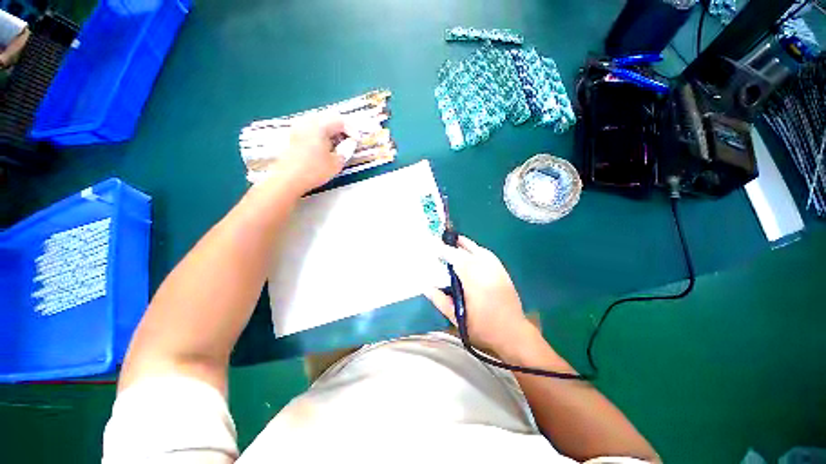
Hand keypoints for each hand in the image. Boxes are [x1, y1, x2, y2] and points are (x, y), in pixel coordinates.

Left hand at [271, 113, 352, 192]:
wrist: (288, 179)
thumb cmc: (314, 170)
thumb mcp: (336, 163)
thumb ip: (346, 150)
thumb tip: (350, 143)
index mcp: (320, 125)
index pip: (340, 121)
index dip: (352, 130)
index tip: (358, 141)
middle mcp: (308, 121)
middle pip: (330, 118)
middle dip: (343, 128)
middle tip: (351, 140)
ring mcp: (299, 127)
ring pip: (320, 122)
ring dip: (332, 131)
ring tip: (340, 143)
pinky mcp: (294, 135)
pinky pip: (313, 128)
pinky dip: (323, 134)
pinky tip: (326, 145)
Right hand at [425, 236, 533, 353]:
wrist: (512, 334)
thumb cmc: (482, 328)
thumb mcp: (456, 317)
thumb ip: (440, 300)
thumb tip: (426, 287)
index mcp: (473, 281)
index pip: (456, 259)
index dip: (445, 251)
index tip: (435, 249)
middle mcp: (486, 271)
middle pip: (468, 252)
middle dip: (454, 247)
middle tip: (442, 244)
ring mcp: (497, 270)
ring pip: (480, 250)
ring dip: (467, 245)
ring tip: (456, 242)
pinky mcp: (503, 272)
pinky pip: (488, 255)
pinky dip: (478, 250)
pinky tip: (473, 252)